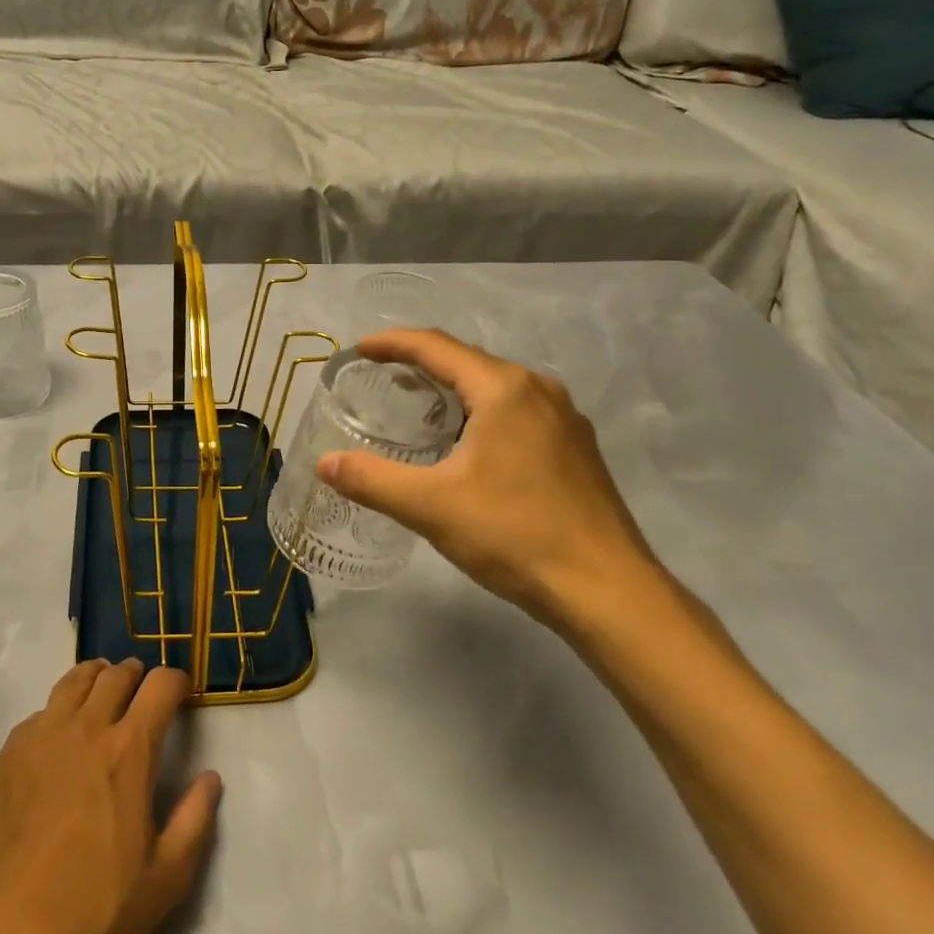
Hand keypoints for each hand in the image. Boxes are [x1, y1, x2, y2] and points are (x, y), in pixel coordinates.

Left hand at [0, 660, 220, 933]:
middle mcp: (85, 729)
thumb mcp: (166, 879)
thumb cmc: (95, 913)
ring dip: (95, 679)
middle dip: (135, 675)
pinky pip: (37, 715)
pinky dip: (56, 713)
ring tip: (101, 691)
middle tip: (141, 690)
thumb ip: (195, 820)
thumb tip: (210, 777)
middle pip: (115, 675)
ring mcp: (40, 738)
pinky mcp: (5, 757)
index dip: (175, 681)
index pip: (160, 685)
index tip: (181, 693)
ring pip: (72, 682)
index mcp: (129, 750)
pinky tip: (56, 739)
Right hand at [316, 329, 659, 626]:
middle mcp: (538, 390)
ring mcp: (564, 418)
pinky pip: (517, 410)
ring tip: (417, 408)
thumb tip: (324, 463)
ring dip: (452, 390)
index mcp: (504, 389)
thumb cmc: (515, 535)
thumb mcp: (431, 507)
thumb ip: (372, 480)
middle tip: (381, 380)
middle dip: (421, 365)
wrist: (608, 591)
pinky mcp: (576, 447)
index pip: (436, 347)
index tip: (359, 350)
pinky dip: (481, 412)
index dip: (393, 343)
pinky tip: (468, 445)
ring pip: (495, 387)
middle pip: (467, 361)